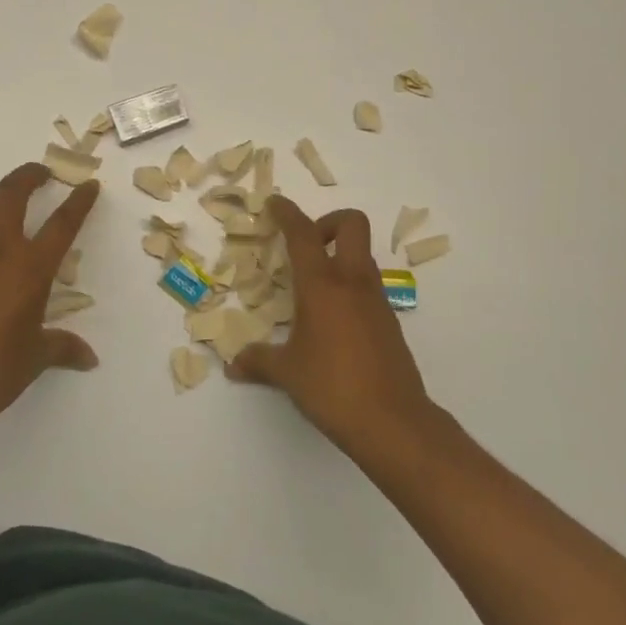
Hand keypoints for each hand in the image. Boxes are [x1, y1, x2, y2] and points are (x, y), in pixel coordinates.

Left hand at [0, 163, 100, 442]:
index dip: (79, 202)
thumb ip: (62, 348)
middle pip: (11, 194)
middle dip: (29, 175)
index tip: (88, 184)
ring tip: (8, 215)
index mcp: (28, 270)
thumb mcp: (34, 359)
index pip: (61, 224)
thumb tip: (89, 358)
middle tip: (43, 172)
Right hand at [230, 195, 436, 451]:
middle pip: (352, 224)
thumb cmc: (331, 387)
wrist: (392, 421)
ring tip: (313, 287)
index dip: (287, 212)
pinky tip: (332, 320)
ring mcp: (376, 300)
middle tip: (307, 245)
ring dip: (340, 255)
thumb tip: (233, 365)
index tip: (274, 204)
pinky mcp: (389, 321)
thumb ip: (258, 362)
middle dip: (328, 221)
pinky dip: (350, 286)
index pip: (303, 233)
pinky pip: (369, 286)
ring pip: (363, 255)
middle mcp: (353, 282)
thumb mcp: (287, 373)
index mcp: (322, 285)